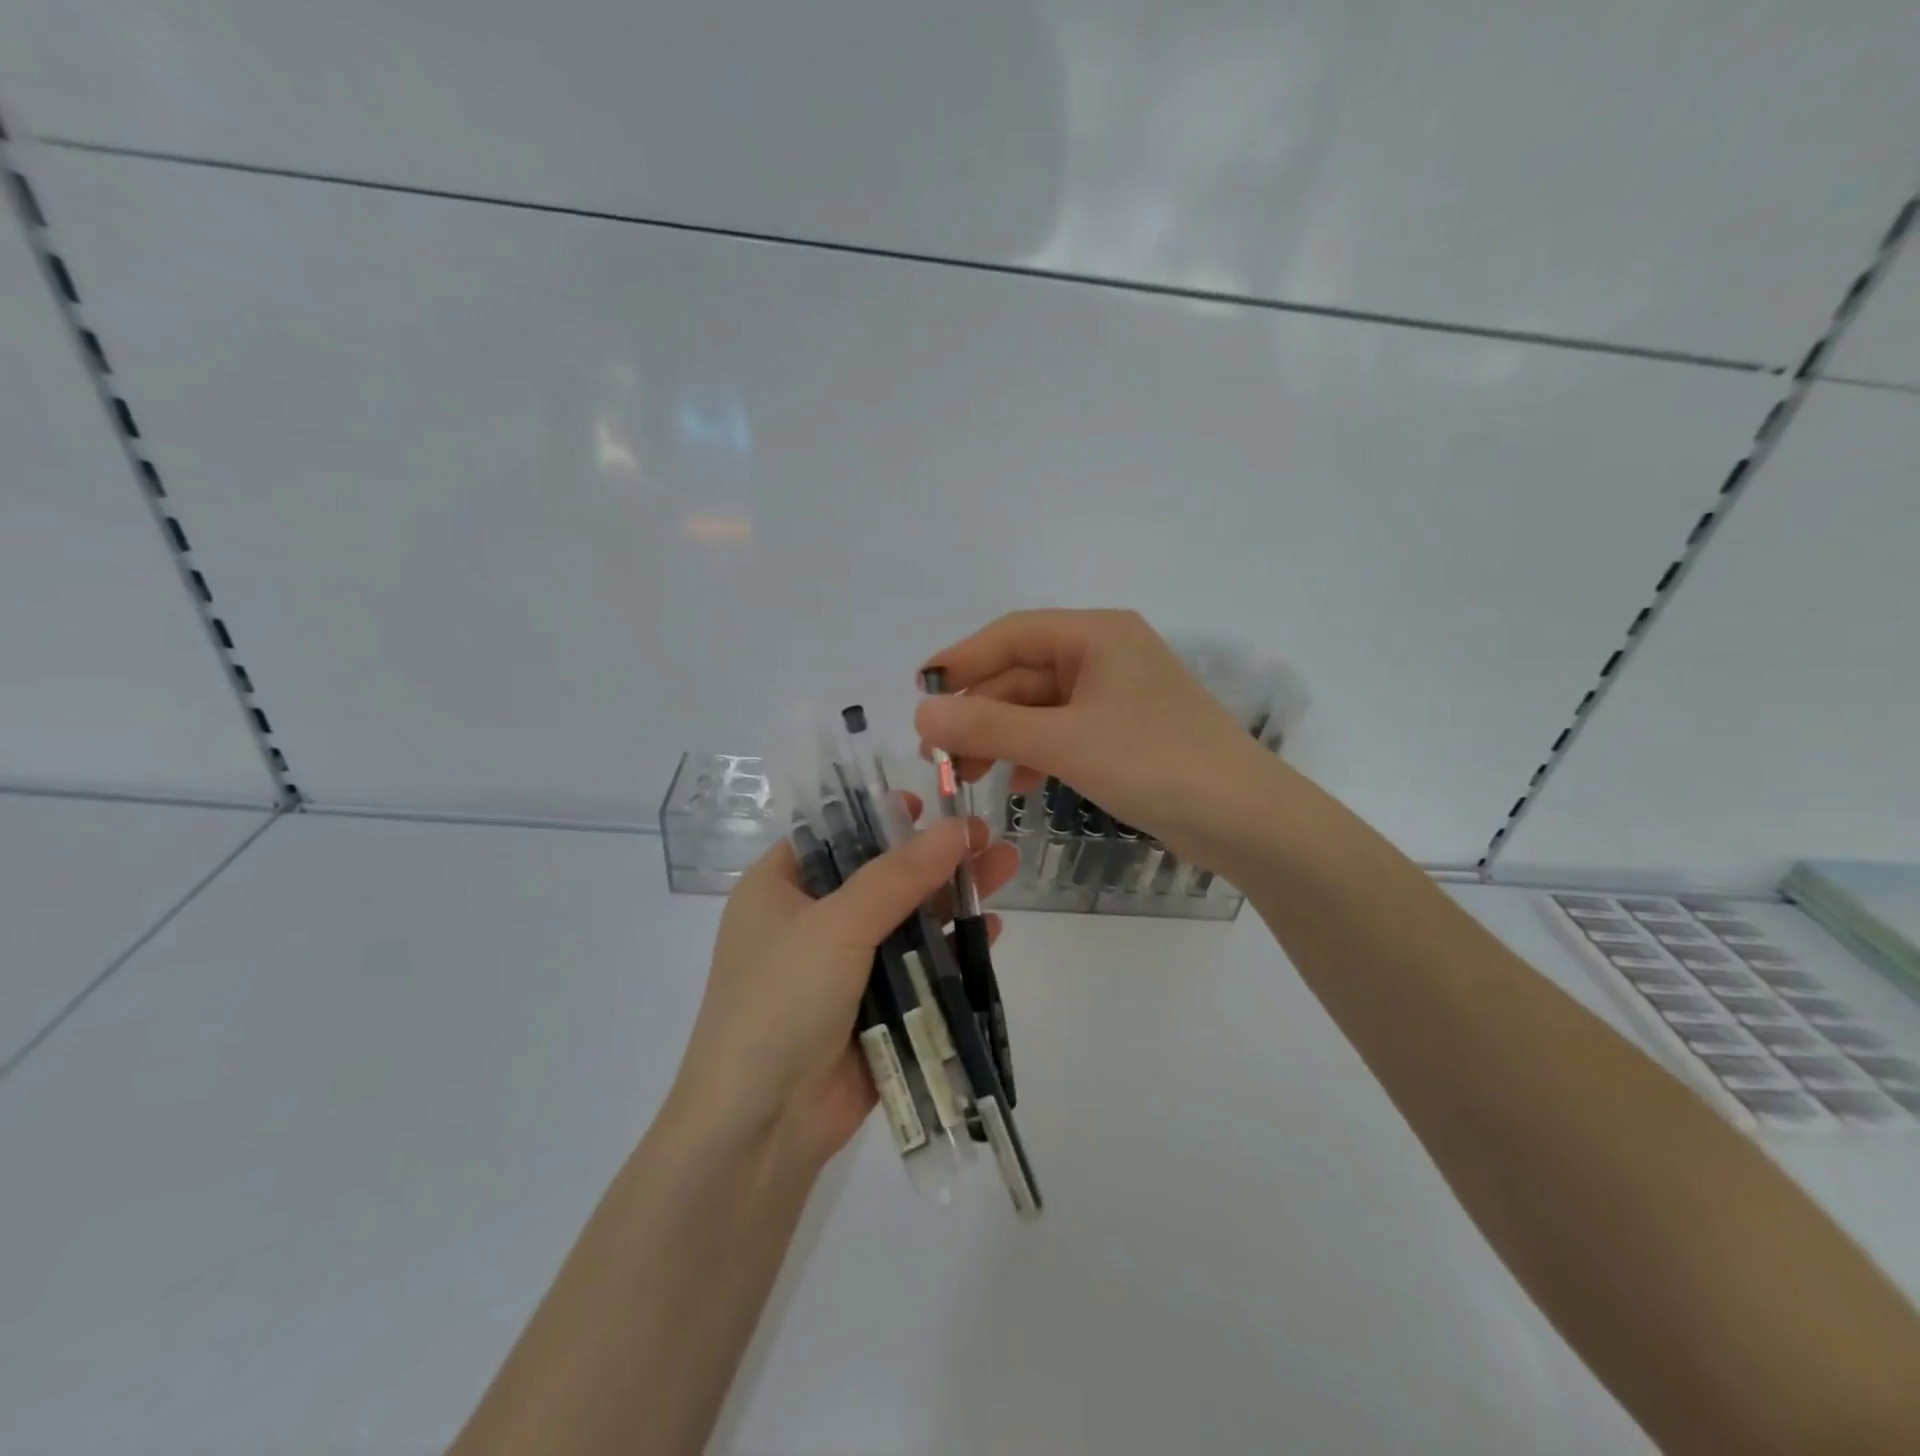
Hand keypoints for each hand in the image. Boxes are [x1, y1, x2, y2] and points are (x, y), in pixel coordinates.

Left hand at [672, 806, 1018, 1167]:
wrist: (760, 1128)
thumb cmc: (781, 1002)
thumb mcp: (836, 925)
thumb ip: (899, 876)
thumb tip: (956, 827)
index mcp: (778, 890)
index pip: (833, 835)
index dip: (880, 817)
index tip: (928, 805)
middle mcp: (808, 923)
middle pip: (880, 876)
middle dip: (933, 857)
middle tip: (985, 835)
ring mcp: (842, 969)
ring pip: (905, 921)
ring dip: (951, 899)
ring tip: (1005, 868)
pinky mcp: (873, 1010)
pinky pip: (917, 969)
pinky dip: (951, 950)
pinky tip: (991, 931)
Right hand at [915, 609, 1285, 864]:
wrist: (1245, 820)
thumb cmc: (1155, 763)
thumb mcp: (1064, 743)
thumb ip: (989, 727)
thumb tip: (920, 714)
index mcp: (1098, 635)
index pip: (1011, 634)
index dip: (961, 660)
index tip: (918, 692)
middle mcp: (1106, 655)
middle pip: (1023, 674)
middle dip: (979, 713)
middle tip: (937, 754)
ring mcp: (1117, 696)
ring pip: (1040, 708)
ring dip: (1002, 738)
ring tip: (968, 777)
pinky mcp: (1124, 733)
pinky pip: (1064, 733)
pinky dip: (1036, 754)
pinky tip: (1022, 786)